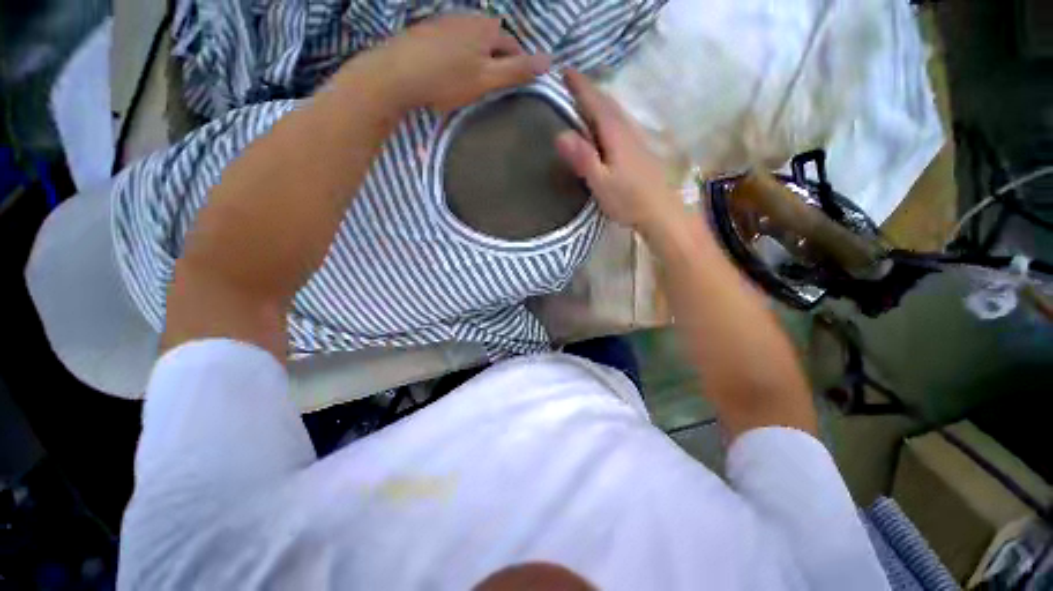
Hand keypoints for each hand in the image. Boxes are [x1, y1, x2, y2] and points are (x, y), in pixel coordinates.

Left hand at [382, 15, 550, 111]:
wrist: (387, 76)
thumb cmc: (442, 79)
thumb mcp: (486, 79)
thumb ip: (519, 70)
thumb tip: (550, 60)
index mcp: (489, 27)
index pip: (514, 46)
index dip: (512, 68)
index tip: (500, 88)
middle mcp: (468, 16)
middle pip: (489, 40)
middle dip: (488, 60)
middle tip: (475, 85)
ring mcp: (442, 20)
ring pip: (466, 39)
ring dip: (467, 56)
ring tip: (454, 79)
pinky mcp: (420, 29)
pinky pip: (444, 40)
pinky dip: (446, 53)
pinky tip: (434, 70)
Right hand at [556, 70, 683, 236]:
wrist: (667, 215)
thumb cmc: (632, 201)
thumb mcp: (602, 183)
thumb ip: (583, 158)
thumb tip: (560, 134)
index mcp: (615, 134)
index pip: (595, 102)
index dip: (581, 86)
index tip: (565, 69)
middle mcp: (627, 130)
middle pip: (607, 103)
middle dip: (589, 89)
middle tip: (570, 78)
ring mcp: (637, 139)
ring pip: (616, 111)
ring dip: (600, 99)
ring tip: (584, 94)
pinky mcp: (642, 150)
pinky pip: (620, 121)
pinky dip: (608, 113)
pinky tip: (605, 121)